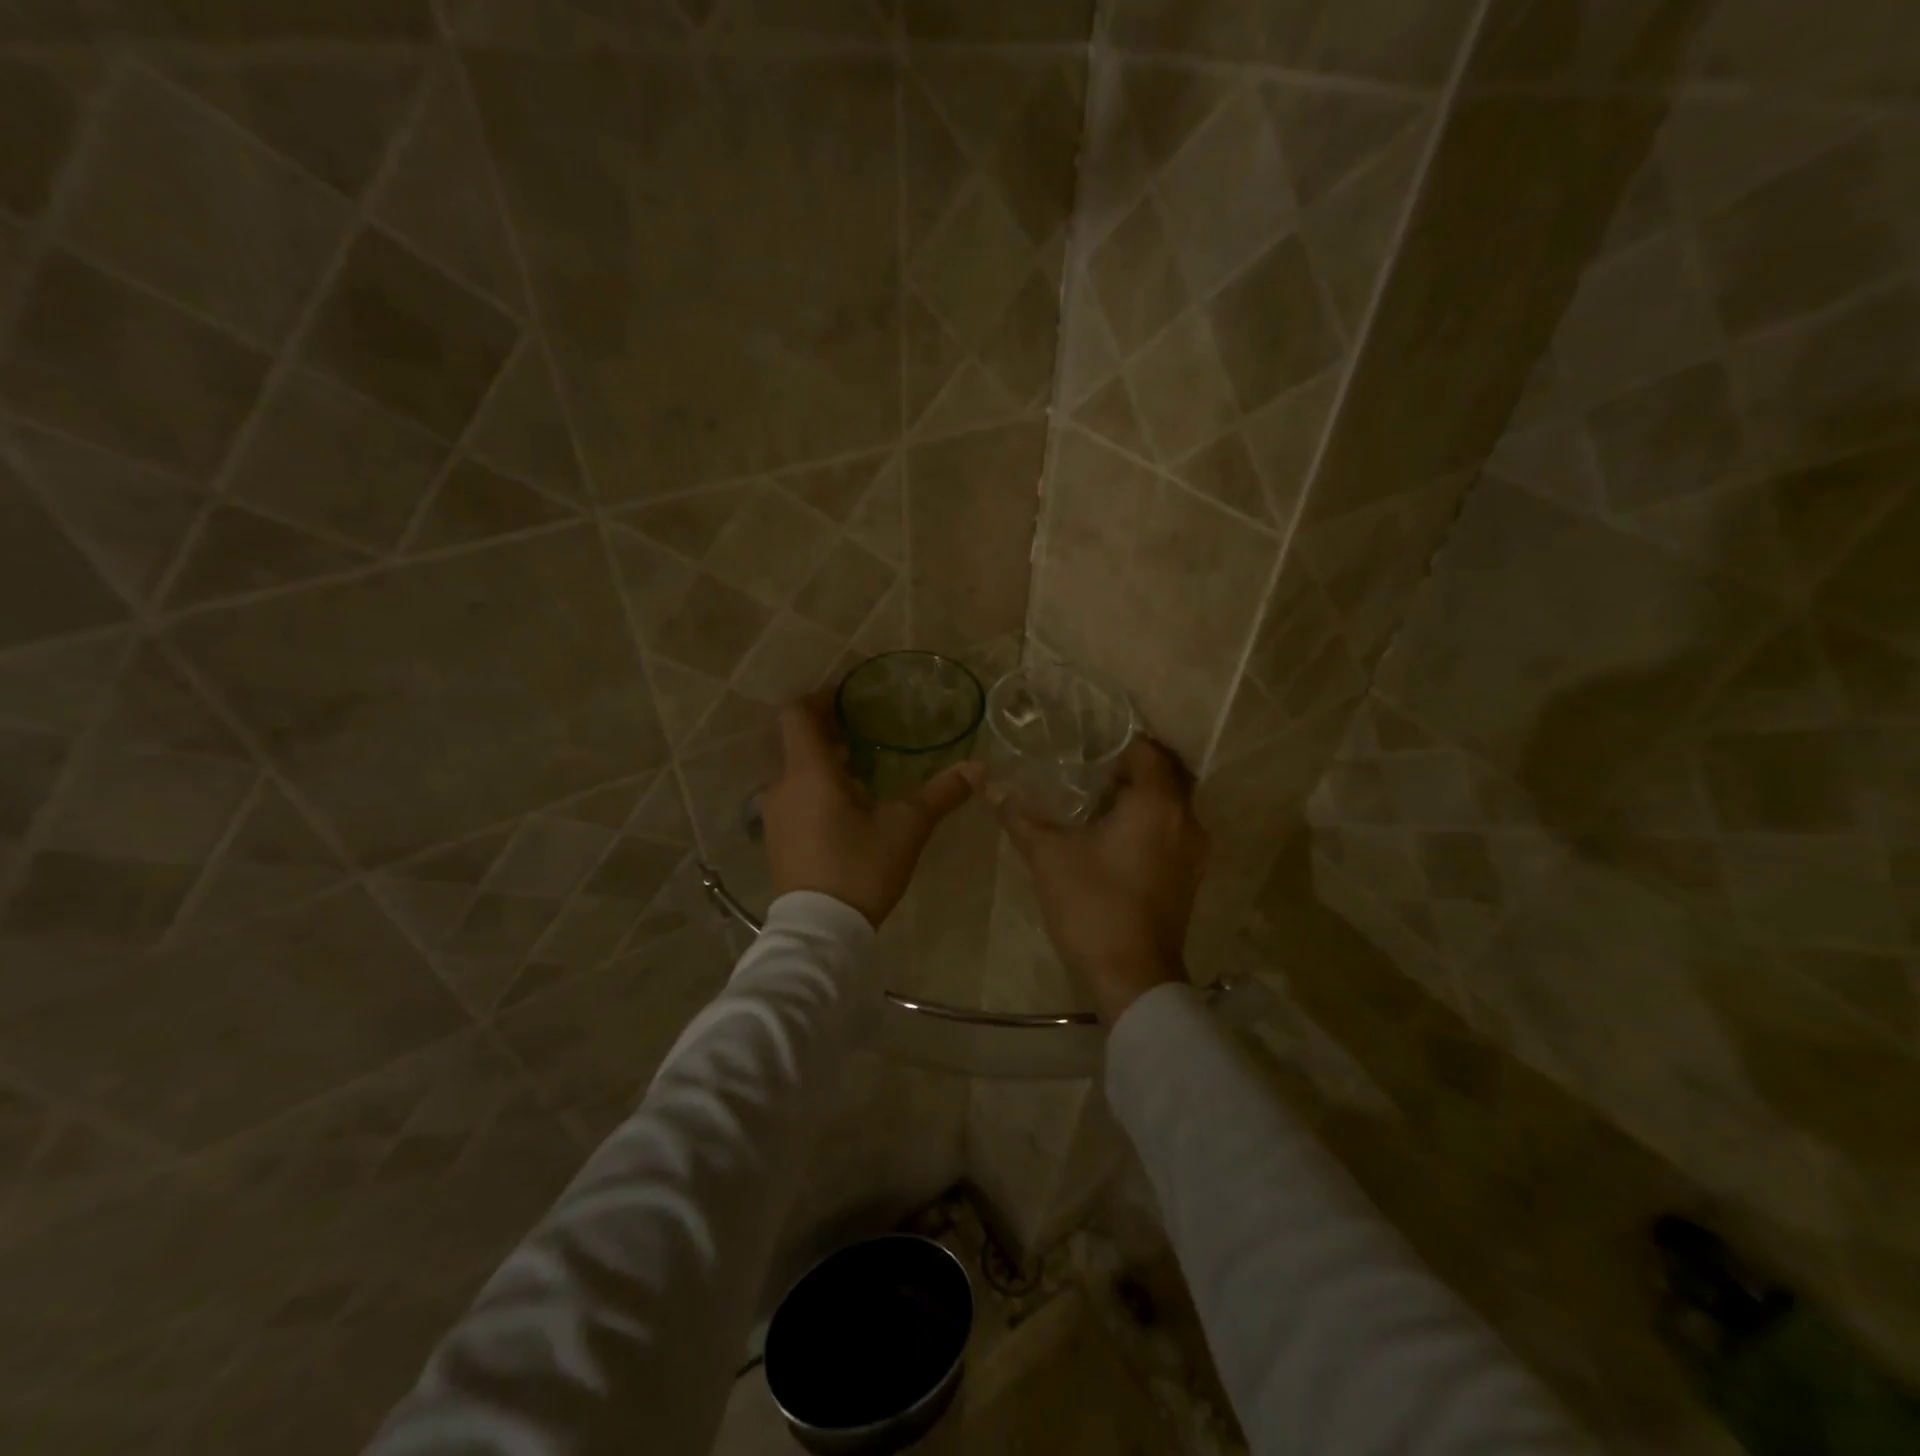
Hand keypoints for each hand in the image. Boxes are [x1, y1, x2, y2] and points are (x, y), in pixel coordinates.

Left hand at [761, 696, 975, 927]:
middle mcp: (782, 786)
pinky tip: (846, 806)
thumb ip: (940, 794)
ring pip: (795, 771)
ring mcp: (774, 814)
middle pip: (796, 741)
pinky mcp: (776, 839)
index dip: (819, 697)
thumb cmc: (861, 868)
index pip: (796, 714)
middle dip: (828, 731)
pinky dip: (815, 787)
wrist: (820, 932)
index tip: (847, 696)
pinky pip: (793, 796)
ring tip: (861, 767)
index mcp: (809, 772)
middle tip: (864, 729)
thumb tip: (978, 768)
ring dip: (823, 761)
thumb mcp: (907, 828)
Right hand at [993, 737, 1209, 1023]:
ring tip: (1095, 801)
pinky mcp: (1189, 877)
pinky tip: (1111, 838)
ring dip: (1139, 798)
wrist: (1133, 978)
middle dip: (1129, 768)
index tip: (1086, 745)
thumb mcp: (1049, 856)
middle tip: (1088, 768)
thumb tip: (988, 784)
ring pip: (1170, 806)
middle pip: (1165, 775)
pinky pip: (1172, 832)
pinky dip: (1148, 824)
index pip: (1147, 750)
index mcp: (1158, 804)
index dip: (1118, 742)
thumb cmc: (1094, 905)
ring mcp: (1194, 852)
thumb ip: (1020, 815)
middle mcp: (1187, 820)